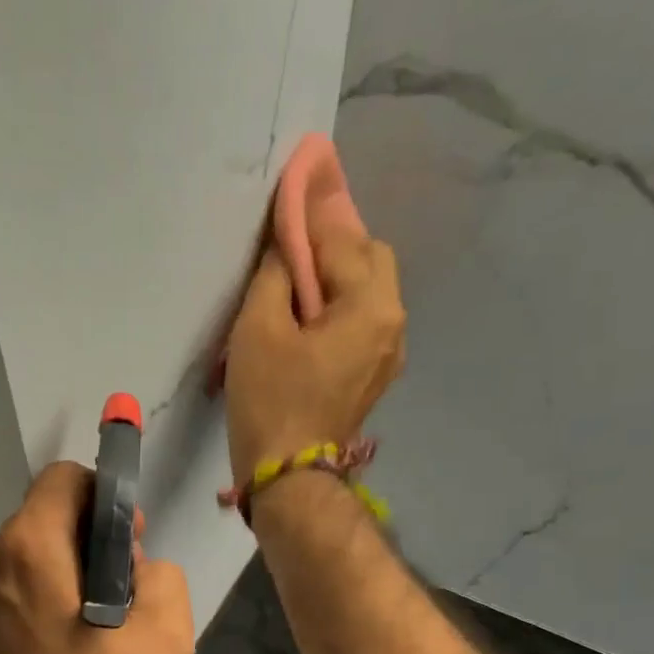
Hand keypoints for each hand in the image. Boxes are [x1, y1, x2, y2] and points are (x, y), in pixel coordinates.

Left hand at [0, 462, 195, 653]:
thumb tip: (130, 565)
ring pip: (8, 573)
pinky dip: (9, 624)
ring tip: (66, 652)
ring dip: (41, 591)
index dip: (104, 501)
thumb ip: (161, 575)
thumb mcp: (165, 640)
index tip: (124, 547)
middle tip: (105, 612)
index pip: (63, 480)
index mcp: (26, 551)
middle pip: (36, 530)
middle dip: (76, 554)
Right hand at [224, 223, 405, 484]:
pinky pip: (361, 322)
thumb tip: (288, 236)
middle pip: (368, 257)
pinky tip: (309, 318)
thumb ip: (278, 269)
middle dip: (332, 243)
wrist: (289, 479)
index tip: (296, 175)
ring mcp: (388, 354)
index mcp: (372, 305)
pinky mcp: (373, 376)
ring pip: (367, 291)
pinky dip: (339, 307)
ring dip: (336, 276)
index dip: (312, 210)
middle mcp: (393, 322)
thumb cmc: (271, 402)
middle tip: (289, 248)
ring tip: (296, 284)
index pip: (342, 237)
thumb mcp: (260, 328)